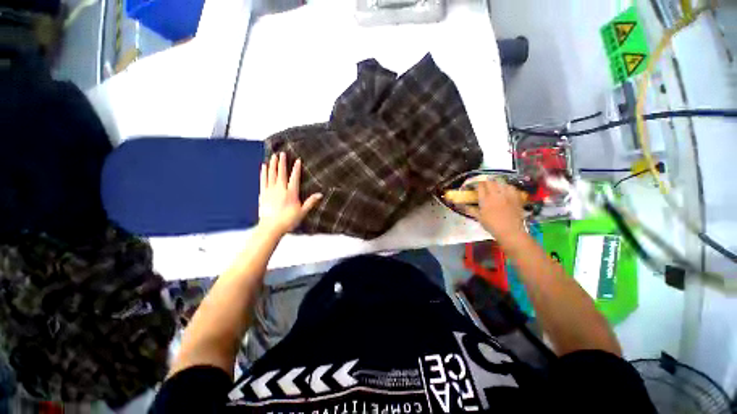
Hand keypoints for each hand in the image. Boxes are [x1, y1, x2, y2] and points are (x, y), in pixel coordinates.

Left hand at [258, 152, 322, 235]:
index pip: (294, 177)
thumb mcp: (302, 212)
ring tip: (273, 156)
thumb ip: (311, 202)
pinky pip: (263, 180)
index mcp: (291, 193)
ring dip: (273, 165)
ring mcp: (270, 191)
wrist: (271, 227)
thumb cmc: (288, 220)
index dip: (296, 168)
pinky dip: (263, 172)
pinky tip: (264, 167)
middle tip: (282, 153)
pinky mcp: (263, 194)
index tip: (297, 160)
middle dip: (282, 162)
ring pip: (271, 174)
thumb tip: (320, 195)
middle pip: (281, 173)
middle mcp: (280, 189)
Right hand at [466, 179, 526, 242]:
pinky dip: (507, 186)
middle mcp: (495, 194)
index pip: (480, 186)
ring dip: (496, 182)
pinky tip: (505, 189)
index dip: (476, 184)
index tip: (474, 186)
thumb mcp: (479, 218)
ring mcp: (507, 195)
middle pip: (490, 181)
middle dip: (486, 181)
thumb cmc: (492, 226)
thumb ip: (470, 210)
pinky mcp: (516, 197)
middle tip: (484, 185)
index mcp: (485, 200)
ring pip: (501, 182)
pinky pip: (511, 187)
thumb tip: (461, 206)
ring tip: (494, 185)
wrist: (510, 231)